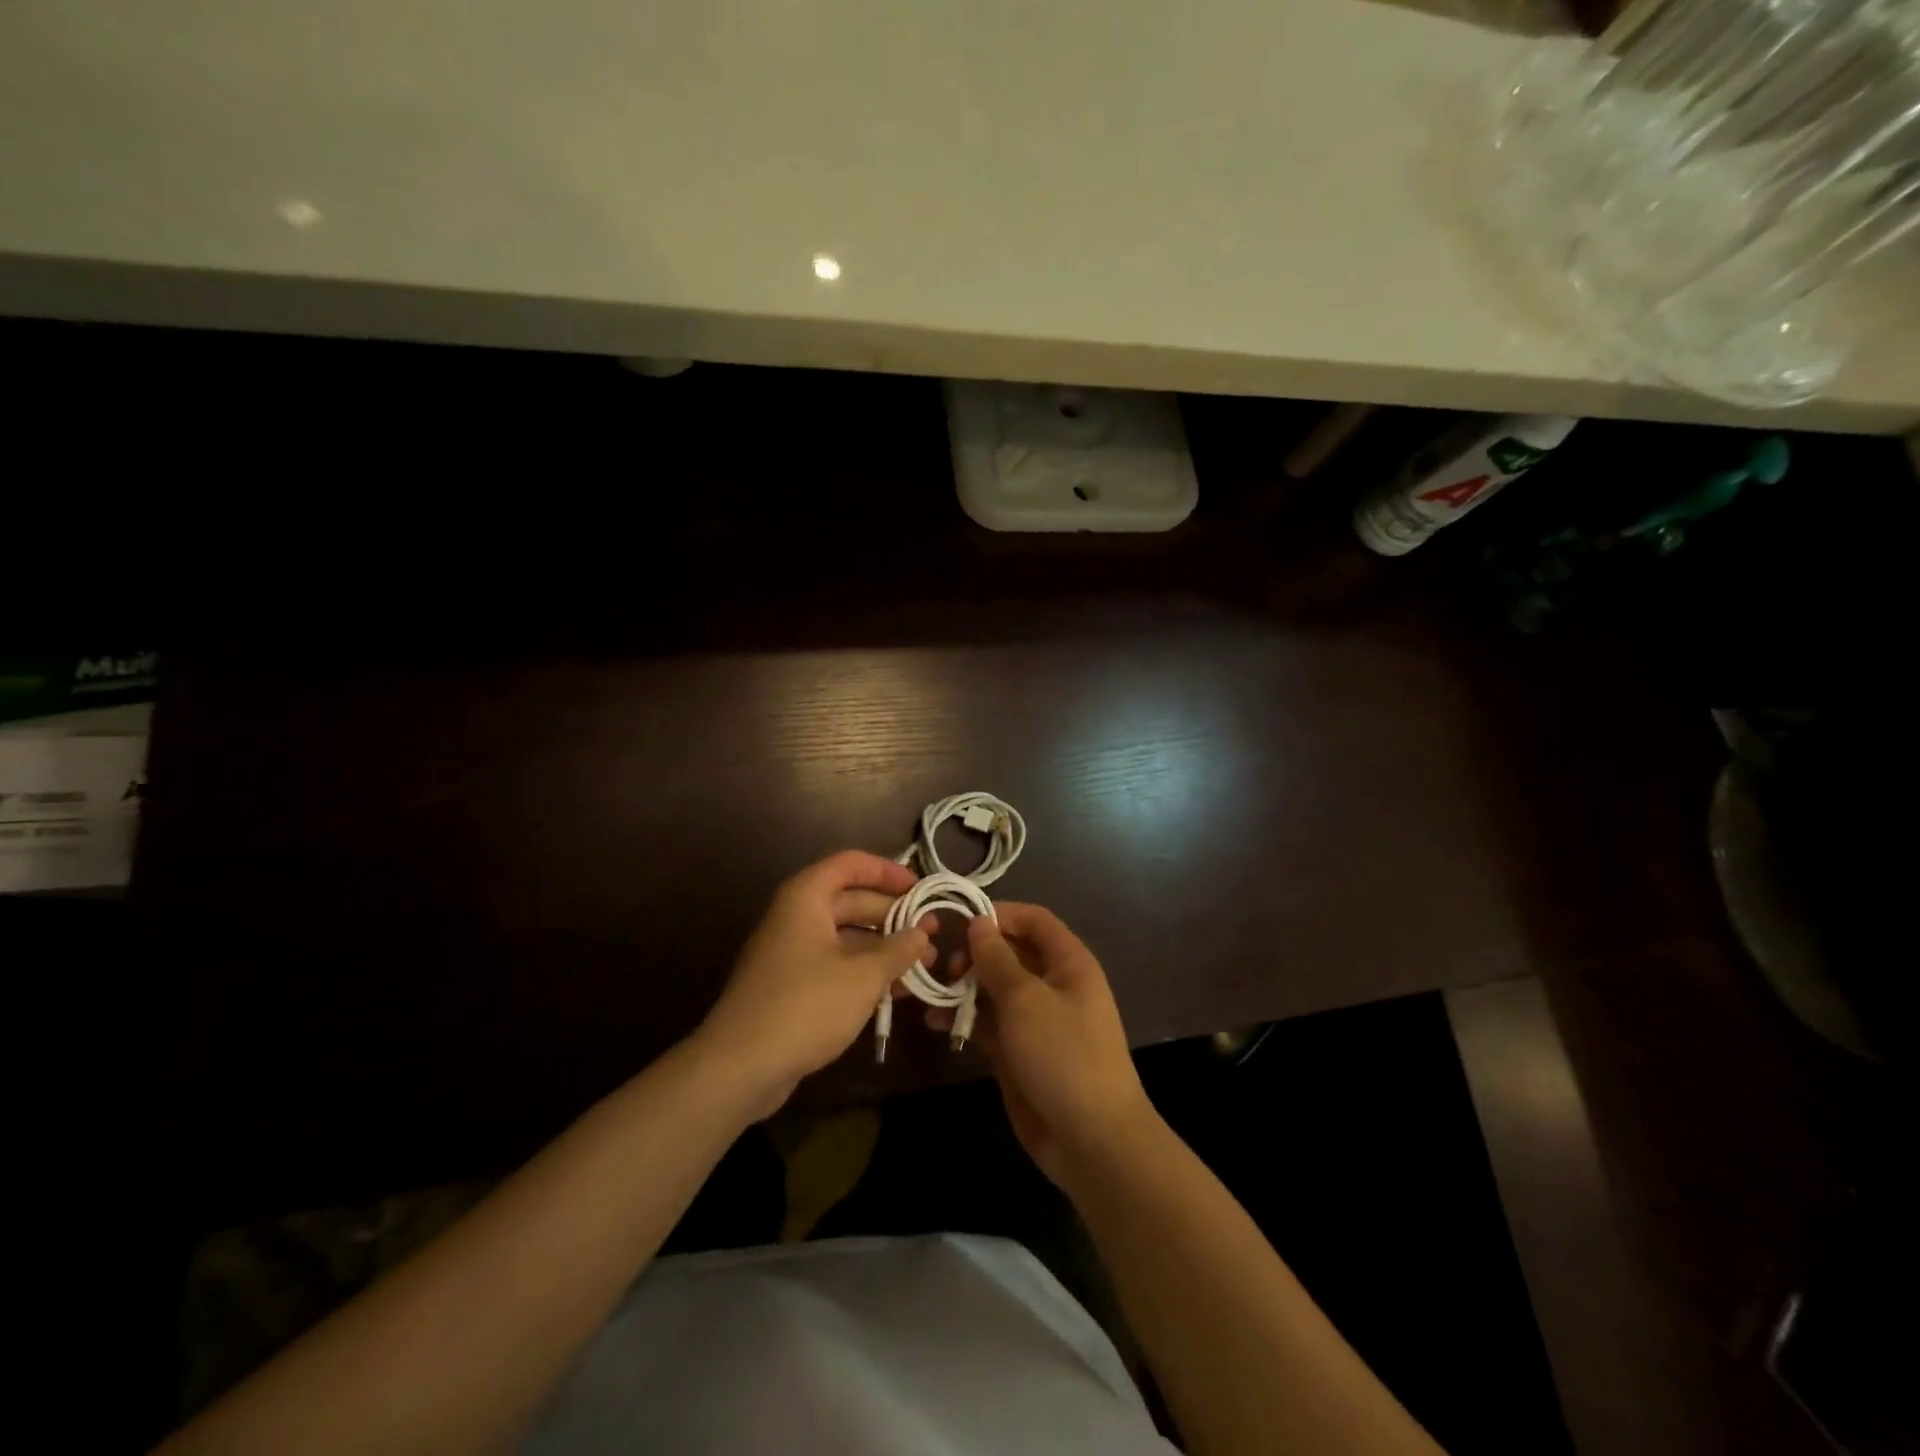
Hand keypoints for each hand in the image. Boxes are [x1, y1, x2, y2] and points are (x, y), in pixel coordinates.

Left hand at [698, 851, 929, 1117]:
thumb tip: (923, 932)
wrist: (739, 1067)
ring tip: (923, 965)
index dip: (887, 871)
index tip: (920, 888)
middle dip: (893, 916)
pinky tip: (896, 991)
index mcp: (806, 898)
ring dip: (884, 948)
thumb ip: (898, 950)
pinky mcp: (791, 987)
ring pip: (846, 937)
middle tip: (932, 933)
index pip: (850, 864)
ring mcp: (791, 953)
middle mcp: (796, 917)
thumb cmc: (805, 1005)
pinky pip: (835, 965)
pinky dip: (865, 972)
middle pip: (851, 901)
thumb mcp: (863, 976)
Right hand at [957, 903, 1158, 1189]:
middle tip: (944, 967)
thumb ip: (997, 959)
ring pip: (995, 988)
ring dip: (964, 987)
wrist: (1091, 1140)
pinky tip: (935, 1023)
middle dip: (975, 954)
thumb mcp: (1026, 1000)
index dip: (1000, 914)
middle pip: (1010, 952)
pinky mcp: (1019, 1050)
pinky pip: (989, 1023)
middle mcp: (1053, 984)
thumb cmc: (1063, 1055)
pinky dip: (964, 1019)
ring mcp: (1036, 1019)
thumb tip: (979, 922)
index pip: (1034, 920)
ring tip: (930, 993)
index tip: (960, 921)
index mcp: (1068, 962)